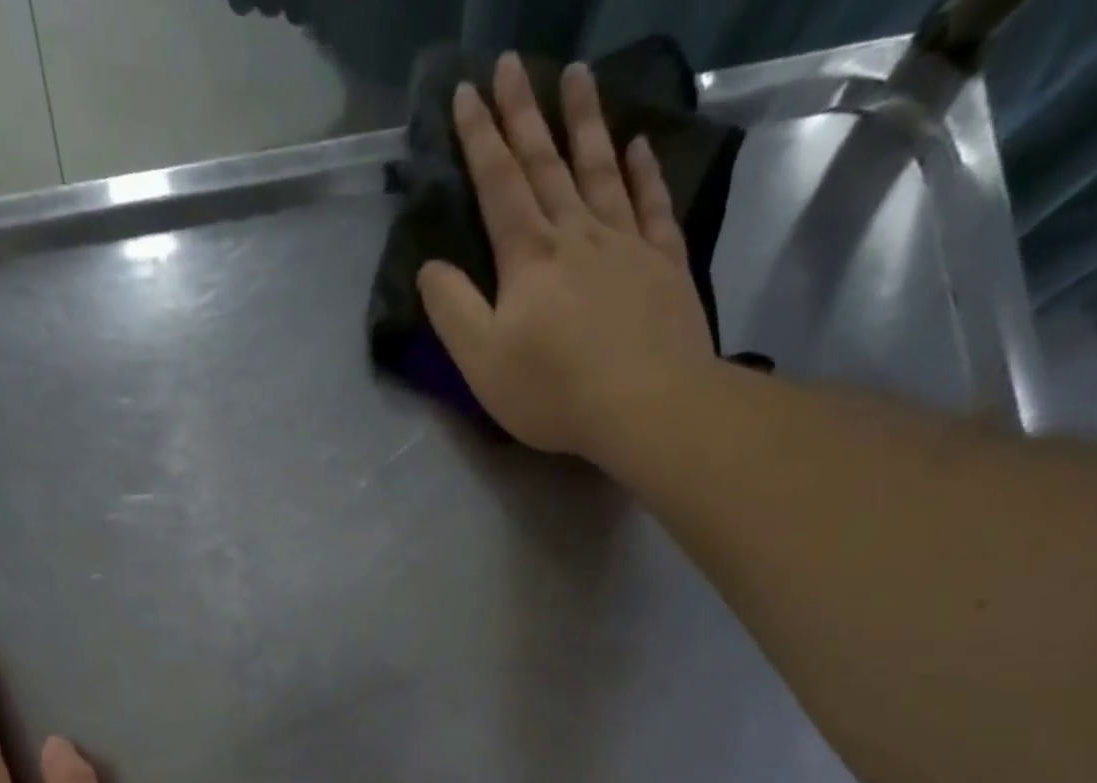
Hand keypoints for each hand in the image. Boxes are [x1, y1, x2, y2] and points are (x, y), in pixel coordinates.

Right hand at [418, 53, 716, 458]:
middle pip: (547, 164)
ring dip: (586, 122)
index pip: (498, 185)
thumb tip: (430, 268)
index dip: (479, 138)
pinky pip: (654, 205)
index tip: (467, 92)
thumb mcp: (482, 361)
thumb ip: (452, 310)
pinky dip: (645, 172)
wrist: (646, 404)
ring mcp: (627, 245)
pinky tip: (638, 146)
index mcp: (528, 257)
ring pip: (601, 170)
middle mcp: (577, 235)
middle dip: (524, 113)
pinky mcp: (665, 265)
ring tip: (578, 75)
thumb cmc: (554, 390)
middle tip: (512, 63)